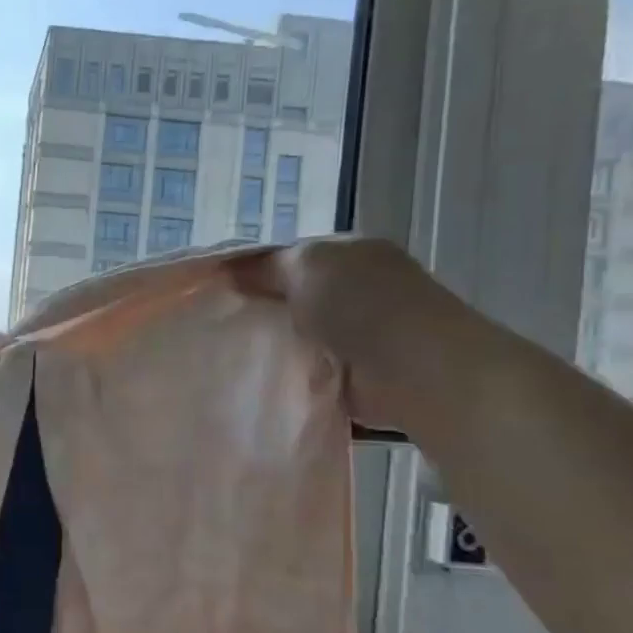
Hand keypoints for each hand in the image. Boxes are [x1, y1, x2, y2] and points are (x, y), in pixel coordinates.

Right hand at [234, 237, 506, 433]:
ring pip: (300, 335)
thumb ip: (264, 267)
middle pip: (294, 297)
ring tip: (229, 353)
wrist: (416, 369)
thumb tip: (228, 270)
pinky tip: (259, 379)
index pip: (292, 256)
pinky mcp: (357, 375)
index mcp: (351, 253)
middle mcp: (358, 289)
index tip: (216, 288)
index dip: (254, 269)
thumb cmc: (361, 303)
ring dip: (275, 345)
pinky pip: (310, 371)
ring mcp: (361, 334)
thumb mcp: (305, 266)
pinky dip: (291, 376)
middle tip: (216, 322)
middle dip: (261, 309)